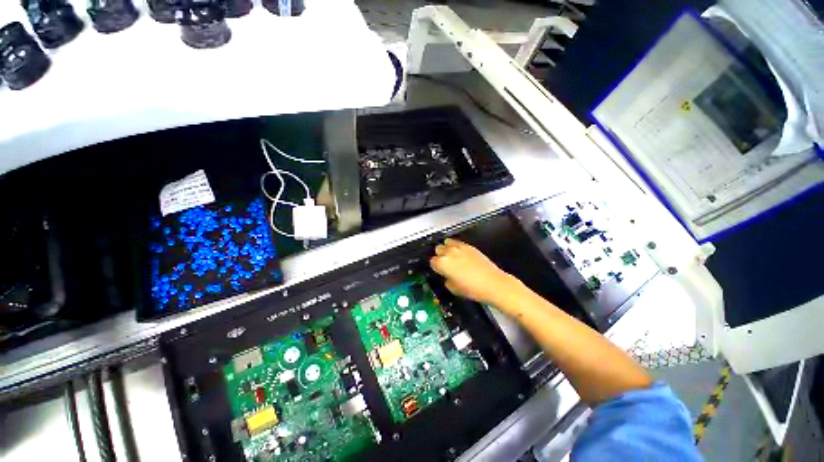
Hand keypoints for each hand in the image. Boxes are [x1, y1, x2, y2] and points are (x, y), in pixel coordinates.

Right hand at [429, 238, 519, 305]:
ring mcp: (460, 248)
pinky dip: (456, 247)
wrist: (493, 284)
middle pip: (438, 249)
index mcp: (442, 263)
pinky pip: (458, 243)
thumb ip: (446, 279)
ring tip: (451, 257)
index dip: (435, 267)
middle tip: (444, 264)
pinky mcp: (470, 246)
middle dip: (439, 256)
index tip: (438, 270)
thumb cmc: (474, 288)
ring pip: (446, 243)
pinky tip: (460, 254)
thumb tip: (447, 276)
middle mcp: (450, 253)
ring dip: (447, 249)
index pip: (432, 261)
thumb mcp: (453, 289)